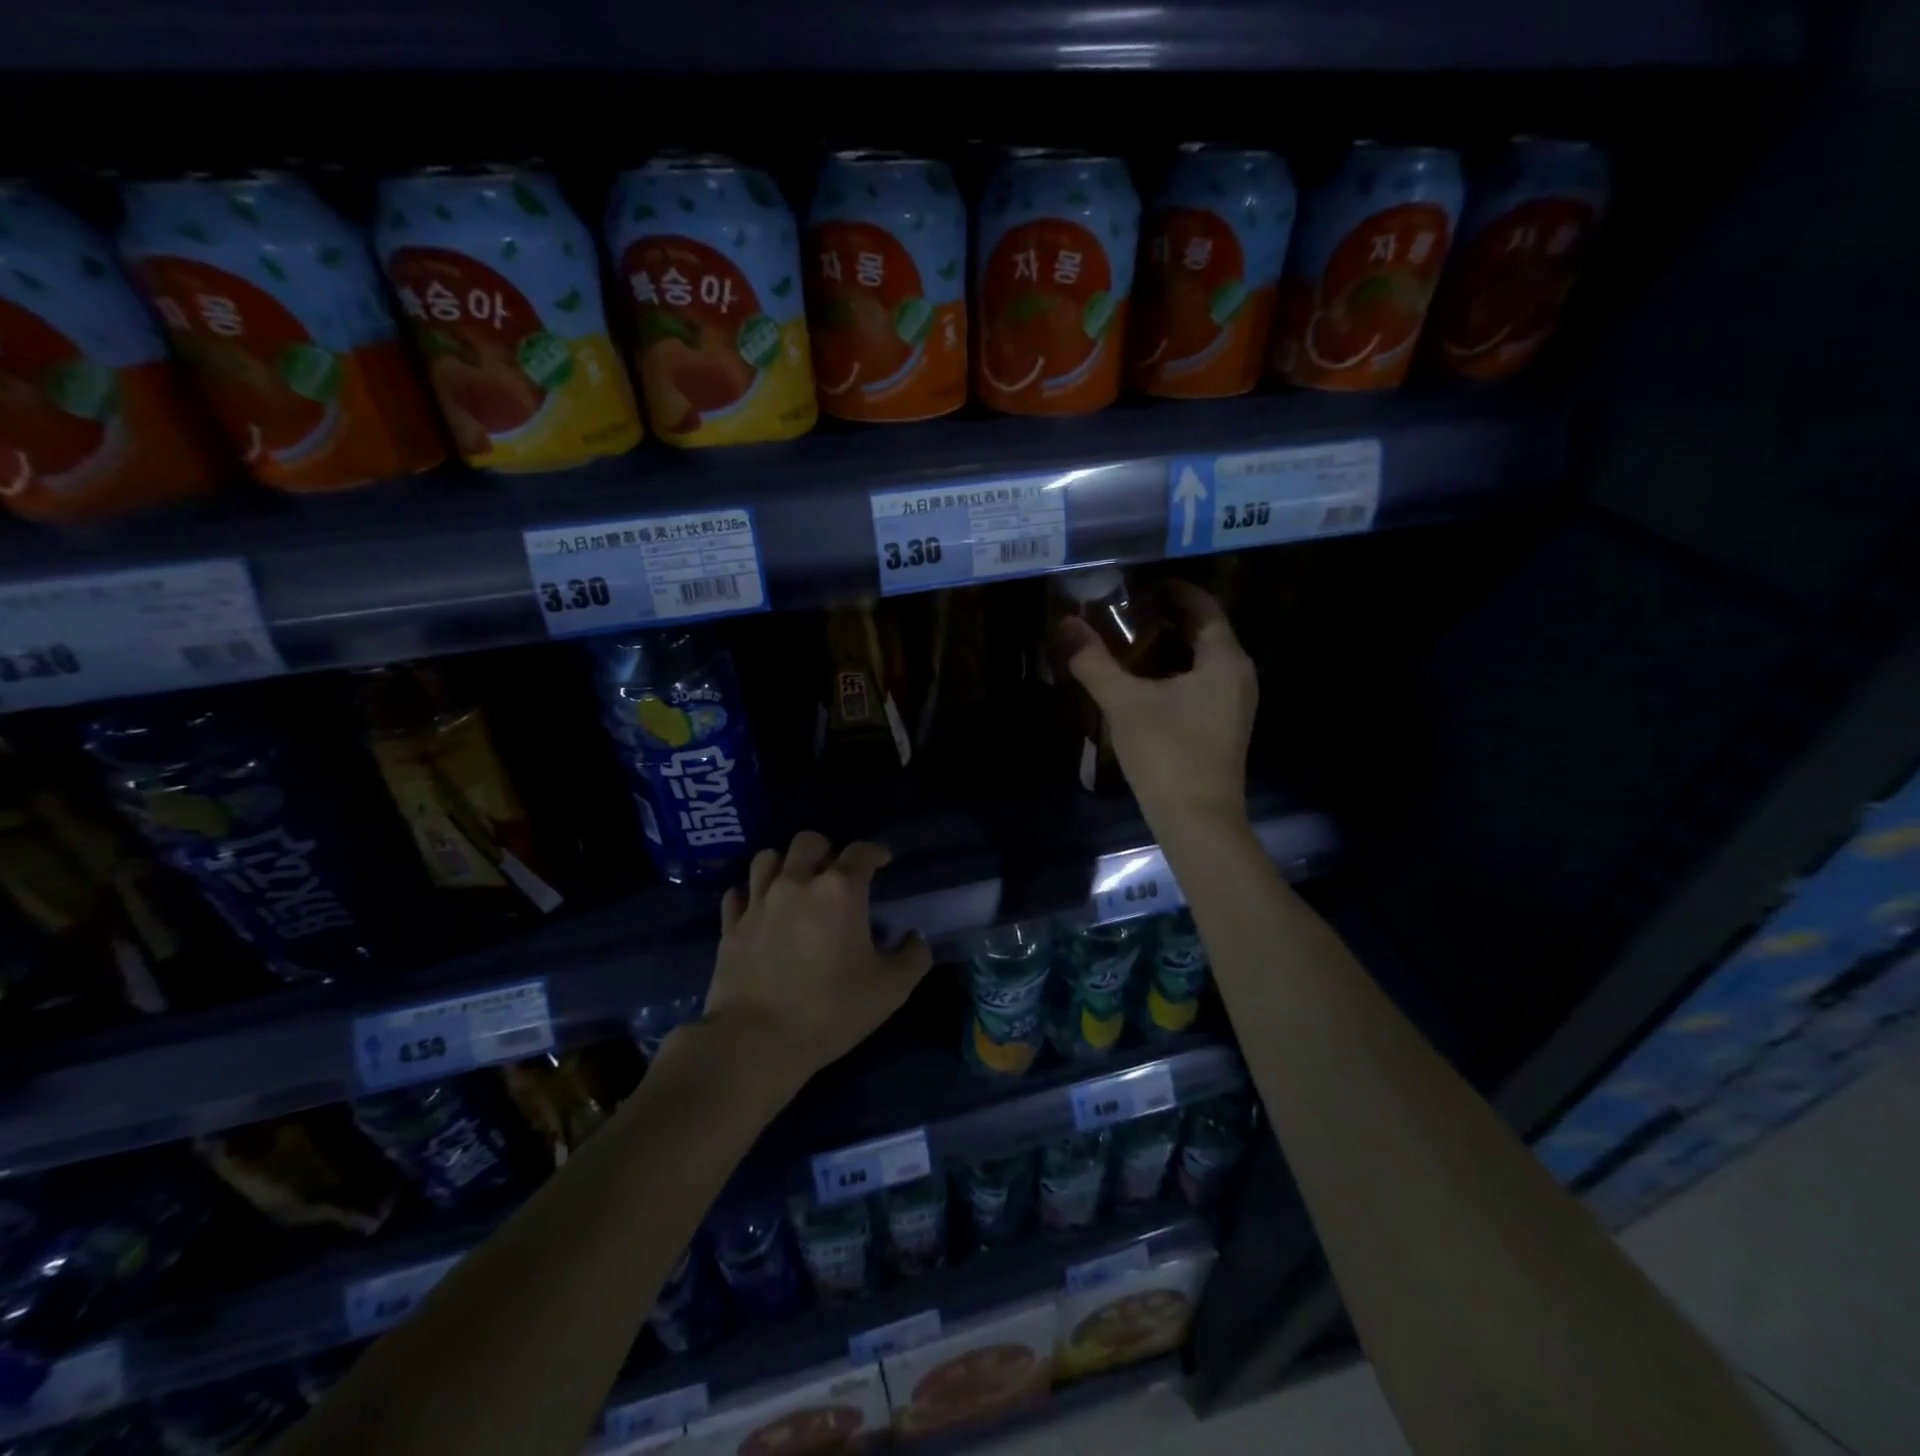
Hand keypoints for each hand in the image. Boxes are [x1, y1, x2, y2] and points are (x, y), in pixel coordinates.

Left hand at [703, 831, 932, 1092]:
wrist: (757, 1042)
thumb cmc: (831, 1011)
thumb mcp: (891, 989)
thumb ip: (913, 956)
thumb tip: (914, 938)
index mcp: (840, 890)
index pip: (861, 851)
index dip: (876, 852)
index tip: (883, 861)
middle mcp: (797, 883)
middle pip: (809, 842)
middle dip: (826, 850)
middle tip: (835, 873)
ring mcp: (758, 902)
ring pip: (768, 858)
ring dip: (786, 864)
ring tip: (795, 884)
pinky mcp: (731, 925)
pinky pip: (738, 893)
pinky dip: (751, 894)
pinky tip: (760, 909)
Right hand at [1054, 580, 1256, 833]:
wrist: (1197, 820)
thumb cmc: (1167, 753)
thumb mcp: (1124, 703)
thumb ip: (1094, 661)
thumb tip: (1064, 624)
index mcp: (1225, 660)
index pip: (1204, 606)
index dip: (1174, 590)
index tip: (1139, 585)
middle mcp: (1239, 675)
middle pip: (1205, 631)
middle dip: (1168, 617)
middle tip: (1127, 610)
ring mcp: (1235, 703)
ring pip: (1204, 659)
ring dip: (1171, 645)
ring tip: (1130, 640)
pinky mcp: (1225, 725)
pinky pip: (1203, 682)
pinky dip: (1177, 670)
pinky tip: (1145, 681)